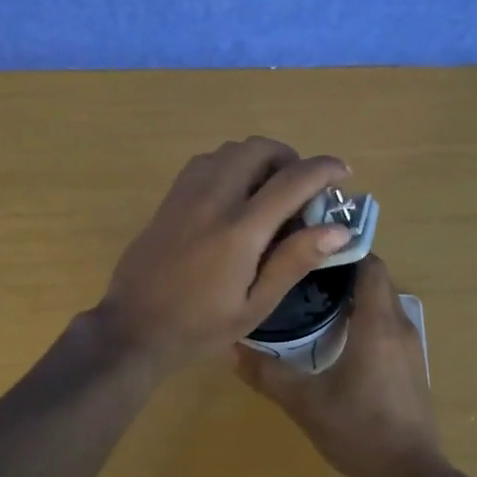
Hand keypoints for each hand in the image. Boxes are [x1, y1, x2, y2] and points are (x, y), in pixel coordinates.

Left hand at [94, 138, 354, 375]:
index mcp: (240, 229)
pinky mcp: (171, 196)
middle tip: (302, 188)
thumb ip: (295, 261)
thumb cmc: (200, 326)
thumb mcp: (255, 305)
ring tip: (270, 191)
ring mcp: (188, 192)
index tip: (343, 172)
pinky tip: (236, 195)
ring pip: (232, 149)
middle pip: (260, 149)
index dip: (323, 169)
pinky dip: (233, 164)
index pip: (291, 180)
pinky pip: (208, 160)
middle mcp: (214, 198)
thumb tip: (339, 229)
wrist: (133, 328)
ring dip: (260, 159)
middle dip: (290, 158)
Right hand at [235, 255, 445, 476]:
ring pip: (382, 301)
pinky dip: (366, 317)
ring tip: (315, 300)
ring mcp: (410, 344)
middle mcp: (399, 324)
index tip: (310, 251)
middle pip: (375, 279)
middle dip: (343, 271)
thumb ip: (268, 374)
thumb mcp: (305, 403)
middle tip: (303, 274)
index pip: (369, 263)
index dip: (342, 251)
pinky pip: (388, 323)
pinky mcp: (411, 363)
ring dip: (355, 295)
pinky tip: (337, 336)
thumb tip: (232, 347)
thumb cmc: (359, 431)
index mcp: (377, 322)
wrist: (411, 475)